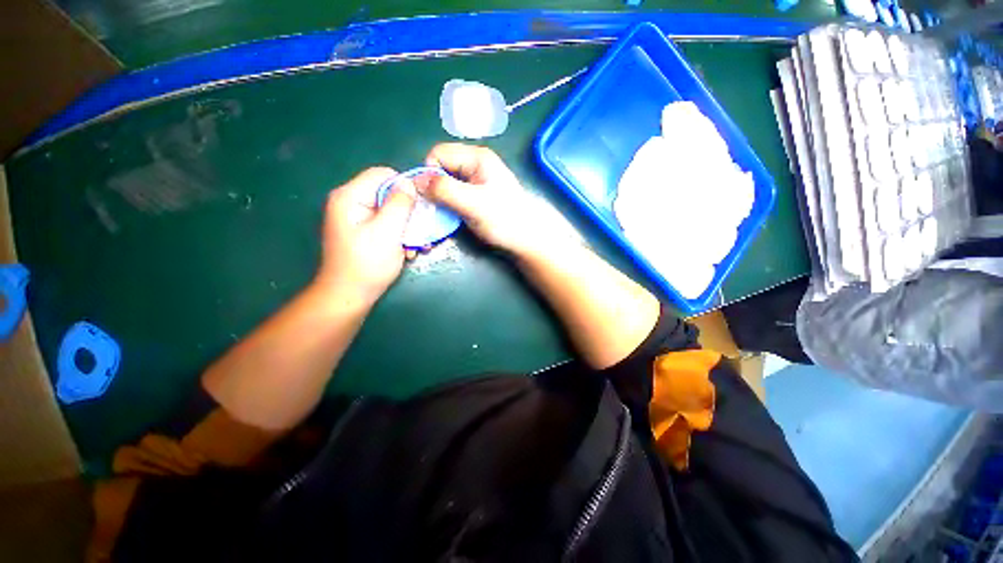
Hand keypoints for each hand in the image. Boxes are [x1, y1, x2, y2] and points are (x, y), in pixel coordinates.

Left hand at [315, 167, 415, 307]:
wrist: (349, 296)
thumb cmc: (367, 264)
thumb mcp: (388, 231)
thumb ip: (400, 204)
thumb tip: (410, 183)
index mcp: (350, 196)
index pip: (383, 174)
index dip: (406, 185)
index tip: (423, 204)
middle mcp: (351, 202)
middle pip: (388, 193)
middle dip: (409, 213)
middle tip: (421, 231)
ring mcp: (356, 218)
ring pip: (390, 211)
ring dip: (407, 227)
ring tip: (415, 245)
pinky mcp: (363, 232)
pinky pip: (386, 224)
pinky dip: (399, 236)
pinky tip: (406, 251)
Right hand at [423, 143, 543, 255]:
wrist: (527, 237)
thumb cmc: (505, 219)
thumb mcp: (473, 203)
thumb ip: (444, 190)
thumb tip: (415, 180)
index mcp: (476, 158)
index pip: (438, 153)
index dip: (430, 173)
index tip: (432, 197)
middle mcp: (474, 164)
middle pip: (441, 167)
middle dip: (433, 187)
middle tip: (436, 208)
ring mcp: (476, 181)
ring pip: (446, 183)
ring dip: (440, 198)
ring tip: (444, 215)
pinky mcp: (476, 196)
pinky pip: (453, 195)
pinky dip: (448, 204)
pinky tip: (452, 216)